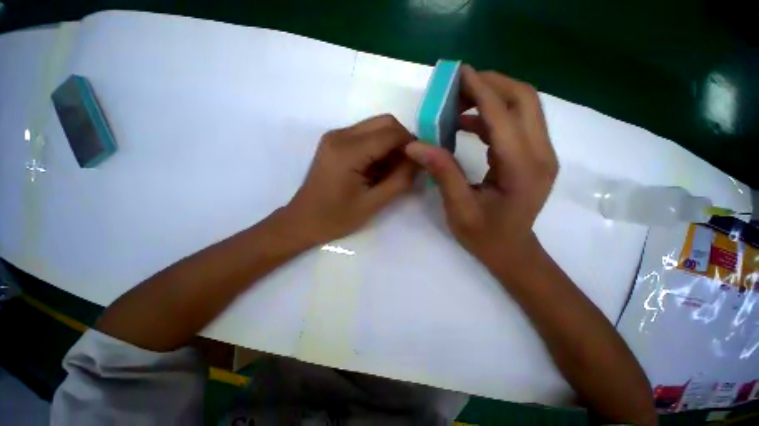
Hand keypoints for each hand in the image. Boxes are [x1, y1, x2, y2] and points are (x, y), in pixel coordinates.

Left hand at [285, 114, 417, 245]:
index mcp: (348, 151)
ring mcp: (336, 136)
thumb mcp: (373, 203)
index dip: (412, 144)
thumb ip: (399, 181)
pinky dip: (379, 148)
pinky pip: (365, 136)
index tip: (421, 162)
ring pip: (376, 127)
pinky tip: (378, 169)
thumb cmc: (336, 217)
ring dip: (390, 145)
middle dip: (402, 141)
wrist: (303, 220)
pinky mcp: (335, 143)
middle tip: (408, 167)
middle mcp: (340, 135)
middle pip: (384, 122)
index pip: (390, 133)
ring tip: (393, 171)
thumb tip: (418, 162)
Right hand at [404, 66, 557, 270]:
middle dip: (491, 84)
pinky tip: (468, 124)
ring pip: (523, 107)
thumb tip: (415, 145)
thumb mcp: (458, 207)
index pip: (503, 116)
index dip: (481, 90)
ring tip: (459, 102)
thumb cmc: (484, 235)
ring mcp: (542, 154)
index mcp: (522, 169)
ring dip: (492, 97)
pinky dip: (492, 115)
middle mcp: (541, 155)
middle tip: (458, 86)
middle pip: (524, 99)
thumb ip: (441, 172)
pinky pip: (516, 123)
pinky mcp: (534, 156)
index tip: (459, 73)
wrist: (511, 250)